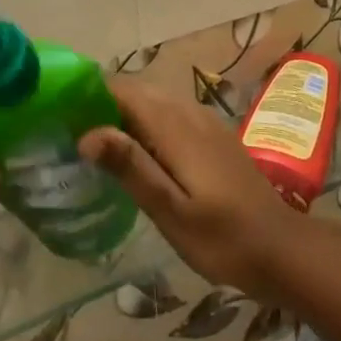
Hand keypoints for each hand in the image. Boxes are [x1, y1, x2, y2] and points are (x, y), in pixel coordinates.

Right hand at [81, 75, 303, 299]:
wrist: (283, 249)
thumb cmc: (224, 239)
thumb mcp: (172, 212)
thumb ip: (132, 168)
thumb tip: (86, 133)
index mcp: (175, 127)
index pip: (122, 90)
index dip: (89, 93)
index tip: (57, 109)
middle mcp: (188, 113)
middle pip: (136, 91)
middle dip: (101, 102)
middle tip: (65, 129)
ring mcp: (204, 122)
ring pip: (153, 101)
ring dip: (122, 112)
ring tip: (90, 139)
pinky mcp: (213, 136)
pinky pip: (169, 114)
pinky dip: (144, 122)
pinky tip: (134, 151)